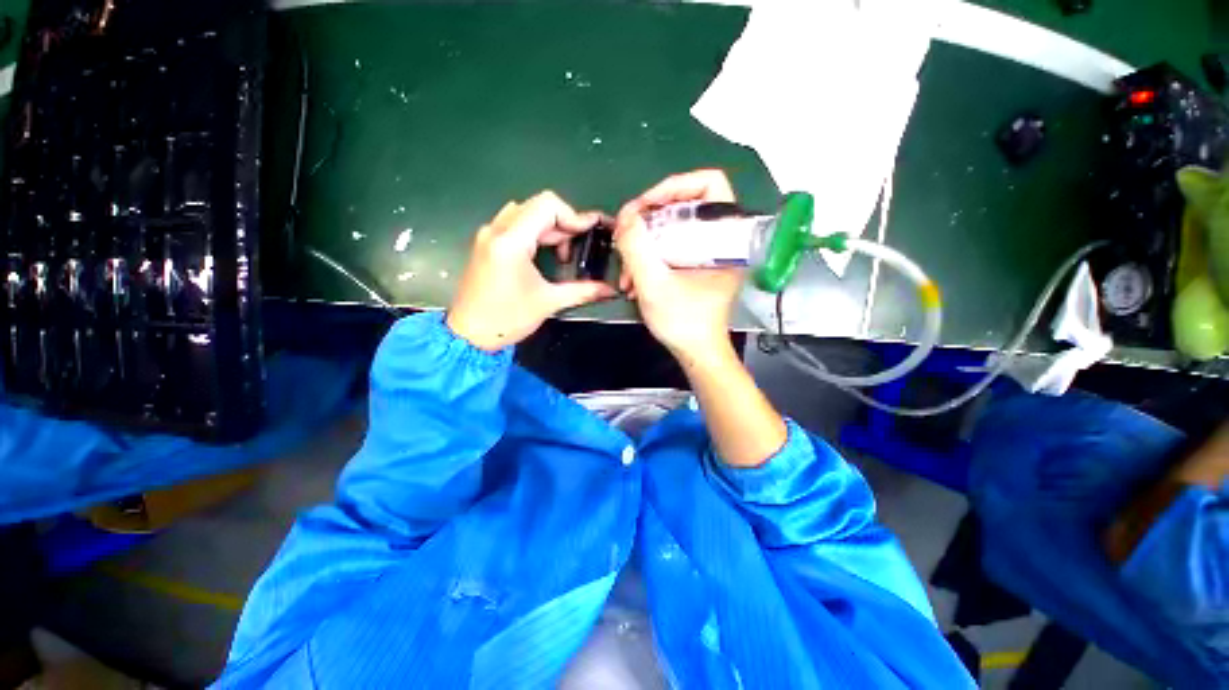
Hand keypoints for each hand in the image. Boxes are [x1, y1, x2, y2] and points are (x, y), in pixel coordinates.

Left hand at [447, 191, 616, 350]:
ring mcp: (489, 235)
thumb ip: (583, 291)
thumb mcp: (548, 302)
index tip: (589, 234)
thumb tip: (610, 290)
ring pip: (526, 214)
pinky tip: (544, 253)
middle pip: (538, 207)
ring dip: (549, 228)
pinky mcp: (487, 244)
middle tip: (580, 247)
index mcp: (511, 240)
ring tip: (563, 252)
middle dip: (564, 224)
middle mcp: (497, 229)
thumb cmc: (507, 318)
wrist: (469, 335)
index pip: (547, 205)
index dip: (573, 216)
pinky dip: (535, 232)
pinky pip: (515, 224)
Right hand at [614, 170, 743, 360]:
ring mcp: (707, 252)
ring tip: (625, 268)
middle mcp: (720, 239)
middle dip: (648, 220)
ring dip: (644, 242)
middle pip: (683, 205)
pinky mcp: (695, 264)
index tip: (644, 207)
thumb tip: (625, 217)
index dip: (674, 186)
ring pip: (671, 228)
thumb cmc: (683, 323)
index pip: (708, 184)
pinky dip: (649, 255)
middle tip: (626, 236)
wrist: (696, 352)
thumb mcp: (654, 286)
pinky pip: (669, 245)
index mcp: (725, 238)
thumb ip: (636, 248)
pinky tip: (632, 276)